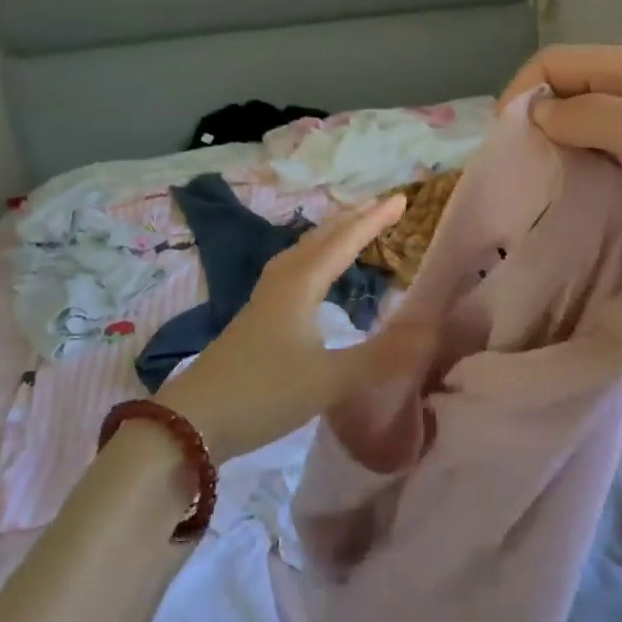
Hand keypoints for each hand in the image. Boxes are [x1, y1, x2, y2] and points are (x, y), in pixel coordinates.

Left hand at [152, 195, 425, 460]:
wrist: (192, 422)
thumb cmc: (264, 393)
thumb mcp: (330, 380)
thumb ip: (381, 357)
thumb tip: (430, 330)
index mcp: (300, 286)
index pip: (344, 242)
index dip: (374, 220)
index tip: (400, 199)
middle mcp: (281, 283)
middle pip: (319, 240)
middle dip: (351, 220)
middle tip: (381, 205)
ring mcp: (263, 301)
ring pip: (301, 254)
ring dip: (329, 237)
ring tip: (349, 231)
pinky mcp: (255, 320)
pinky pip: (291, 272)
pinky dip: (311, 260)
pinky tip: (311, 279)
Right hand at [501, 44, 621, 312]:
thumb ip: (587, 116)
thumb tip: (535, 115)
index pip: (552, 62)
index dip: (522, 92)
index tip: (506, 141)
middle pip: (561, 93)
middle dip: (534, 124)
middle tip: (520, 169)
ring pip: (574, 128)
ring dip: (553, 152)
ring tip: (539, 186)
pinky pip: (593, 156)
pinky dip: (575, 171)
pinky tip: (569, 196)